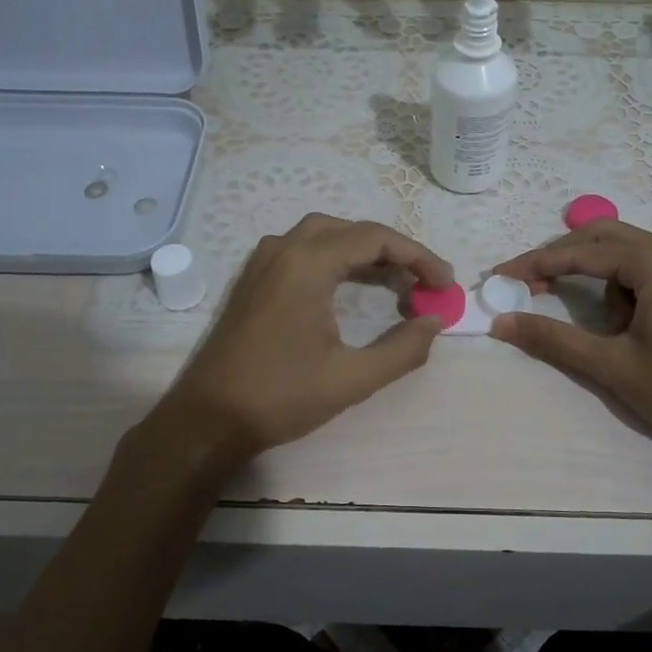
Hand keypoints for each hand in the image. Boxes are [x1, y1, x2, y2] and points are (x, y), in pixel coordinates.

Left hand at [146, 213, 452, 467]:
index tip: (444, 285)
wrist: (207, 420)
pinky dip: (337, 260)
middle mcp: (283, 249)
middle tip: (423, 285)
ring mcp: (263, 262)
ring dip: (365, 253)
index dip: (418, 257)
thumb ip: (403, 349)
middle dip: (394, 253)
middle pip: (352, 231)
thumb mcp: (352, 379)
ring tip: (397, 285)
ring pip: (326, 236)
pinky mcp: (254, 280)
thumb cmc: (280, 398)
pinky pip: (304, 251)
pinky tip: (353, 288)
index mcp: (306, 264)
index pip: (376, 239)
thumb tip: (434, 322)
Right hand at [490, 220, 651, 460]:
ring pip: (633, 254)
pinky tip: (641, 324)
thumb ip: (554, 339)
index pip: (581, 253)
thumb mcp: (612, 366)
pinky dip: (634, 285)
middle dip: (565, 259)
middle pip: (606, 238)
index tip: (501, 276)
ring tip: (613, 330)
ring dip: (606, 280)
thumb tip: (501, 322)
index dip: (536, 263)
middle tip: (534, 286)